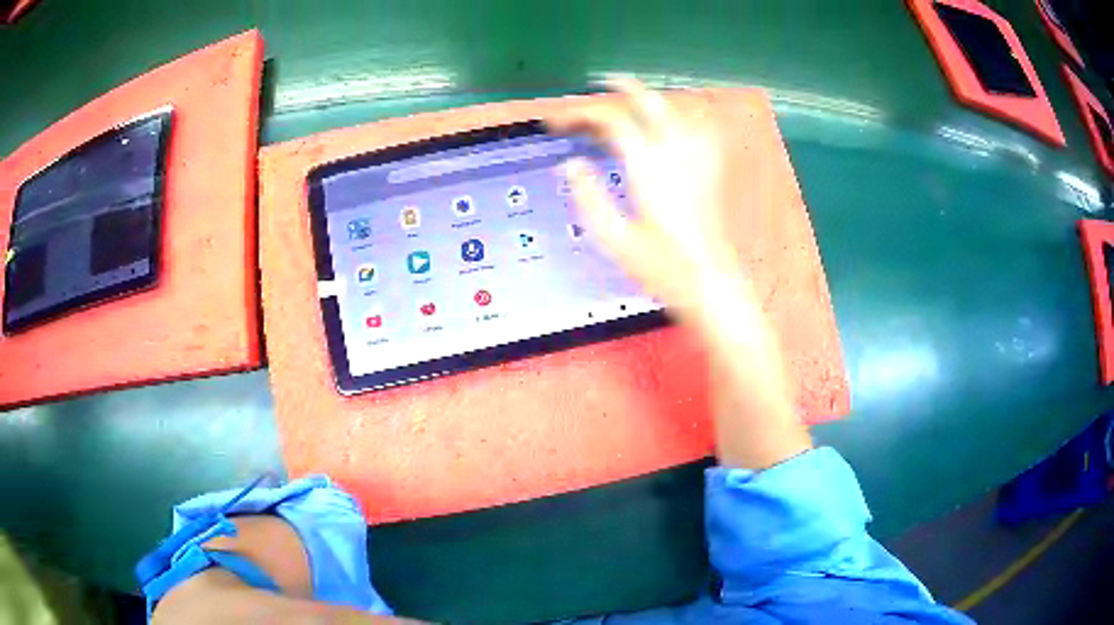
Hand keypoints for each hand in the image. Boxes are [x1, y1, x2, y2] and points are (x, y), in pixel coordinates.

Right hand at [545, 77, 741, 319]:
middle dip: (621, 88)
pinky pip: (704, 129)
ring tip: (632, 98)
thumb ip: (588, 196)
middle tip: (596, 85)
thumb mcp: (613, 238)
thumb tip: (570, 164)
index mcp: (648, 166)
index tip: (557, 122)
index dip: (580, 115)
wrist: (709, 283)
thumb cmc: (661, 267)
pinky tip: (679, 120)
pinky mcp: (711, 170)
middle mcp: (676, 153)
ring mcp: (698, 159)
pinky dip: (688, 116)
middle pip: (649, 102)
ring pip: (677, 110)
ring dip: (651, 99)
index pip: (612, 121)